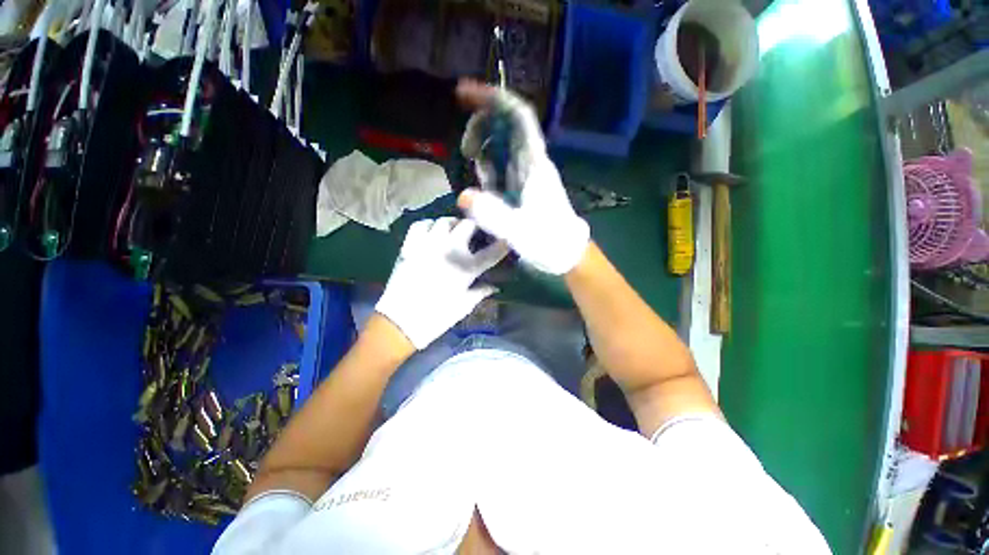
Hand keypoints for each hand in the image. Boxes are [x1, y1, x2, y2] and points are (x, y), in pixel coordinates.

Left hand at [375, 217, 507, 348]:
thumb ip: (481, 292)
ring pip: (444, 221)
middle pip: (468, 225)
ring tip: (454, 231)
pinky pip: (421, 225)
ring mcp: (428, 245)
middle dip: (476, 227)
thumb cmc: (436, 317)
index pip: (492, 252)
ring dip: (453, 224)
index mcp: (466, 268)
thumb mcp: (464, 306)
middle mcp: (449, 250)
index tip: (506, 240)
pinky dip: (429, 225)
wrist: (399, 322)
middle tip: (475, 234)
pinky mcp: (410, 245)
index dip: (502, 244)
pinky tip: (432, 232)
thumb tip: (495, 287)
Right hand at [455, 80, 589, 275]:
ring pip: (501, 145)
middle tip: (465, 151)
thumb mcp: (520, 231)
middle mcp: (530, 162)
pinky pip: (501, 165)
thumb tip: (463, 196)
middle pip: (505, 125)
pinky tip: (483, 182)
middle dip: (481, 125)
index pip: (517, 117)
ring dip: (482, 147)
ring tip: (471, 166)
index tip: (463, 93)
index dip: (493, 98)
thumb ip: (494, 215)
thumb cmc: (549, 242)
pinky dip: (487, 166)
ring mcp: (525, 175)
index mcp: (533, 164)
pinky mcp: (520, 187)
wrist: (565, 254)